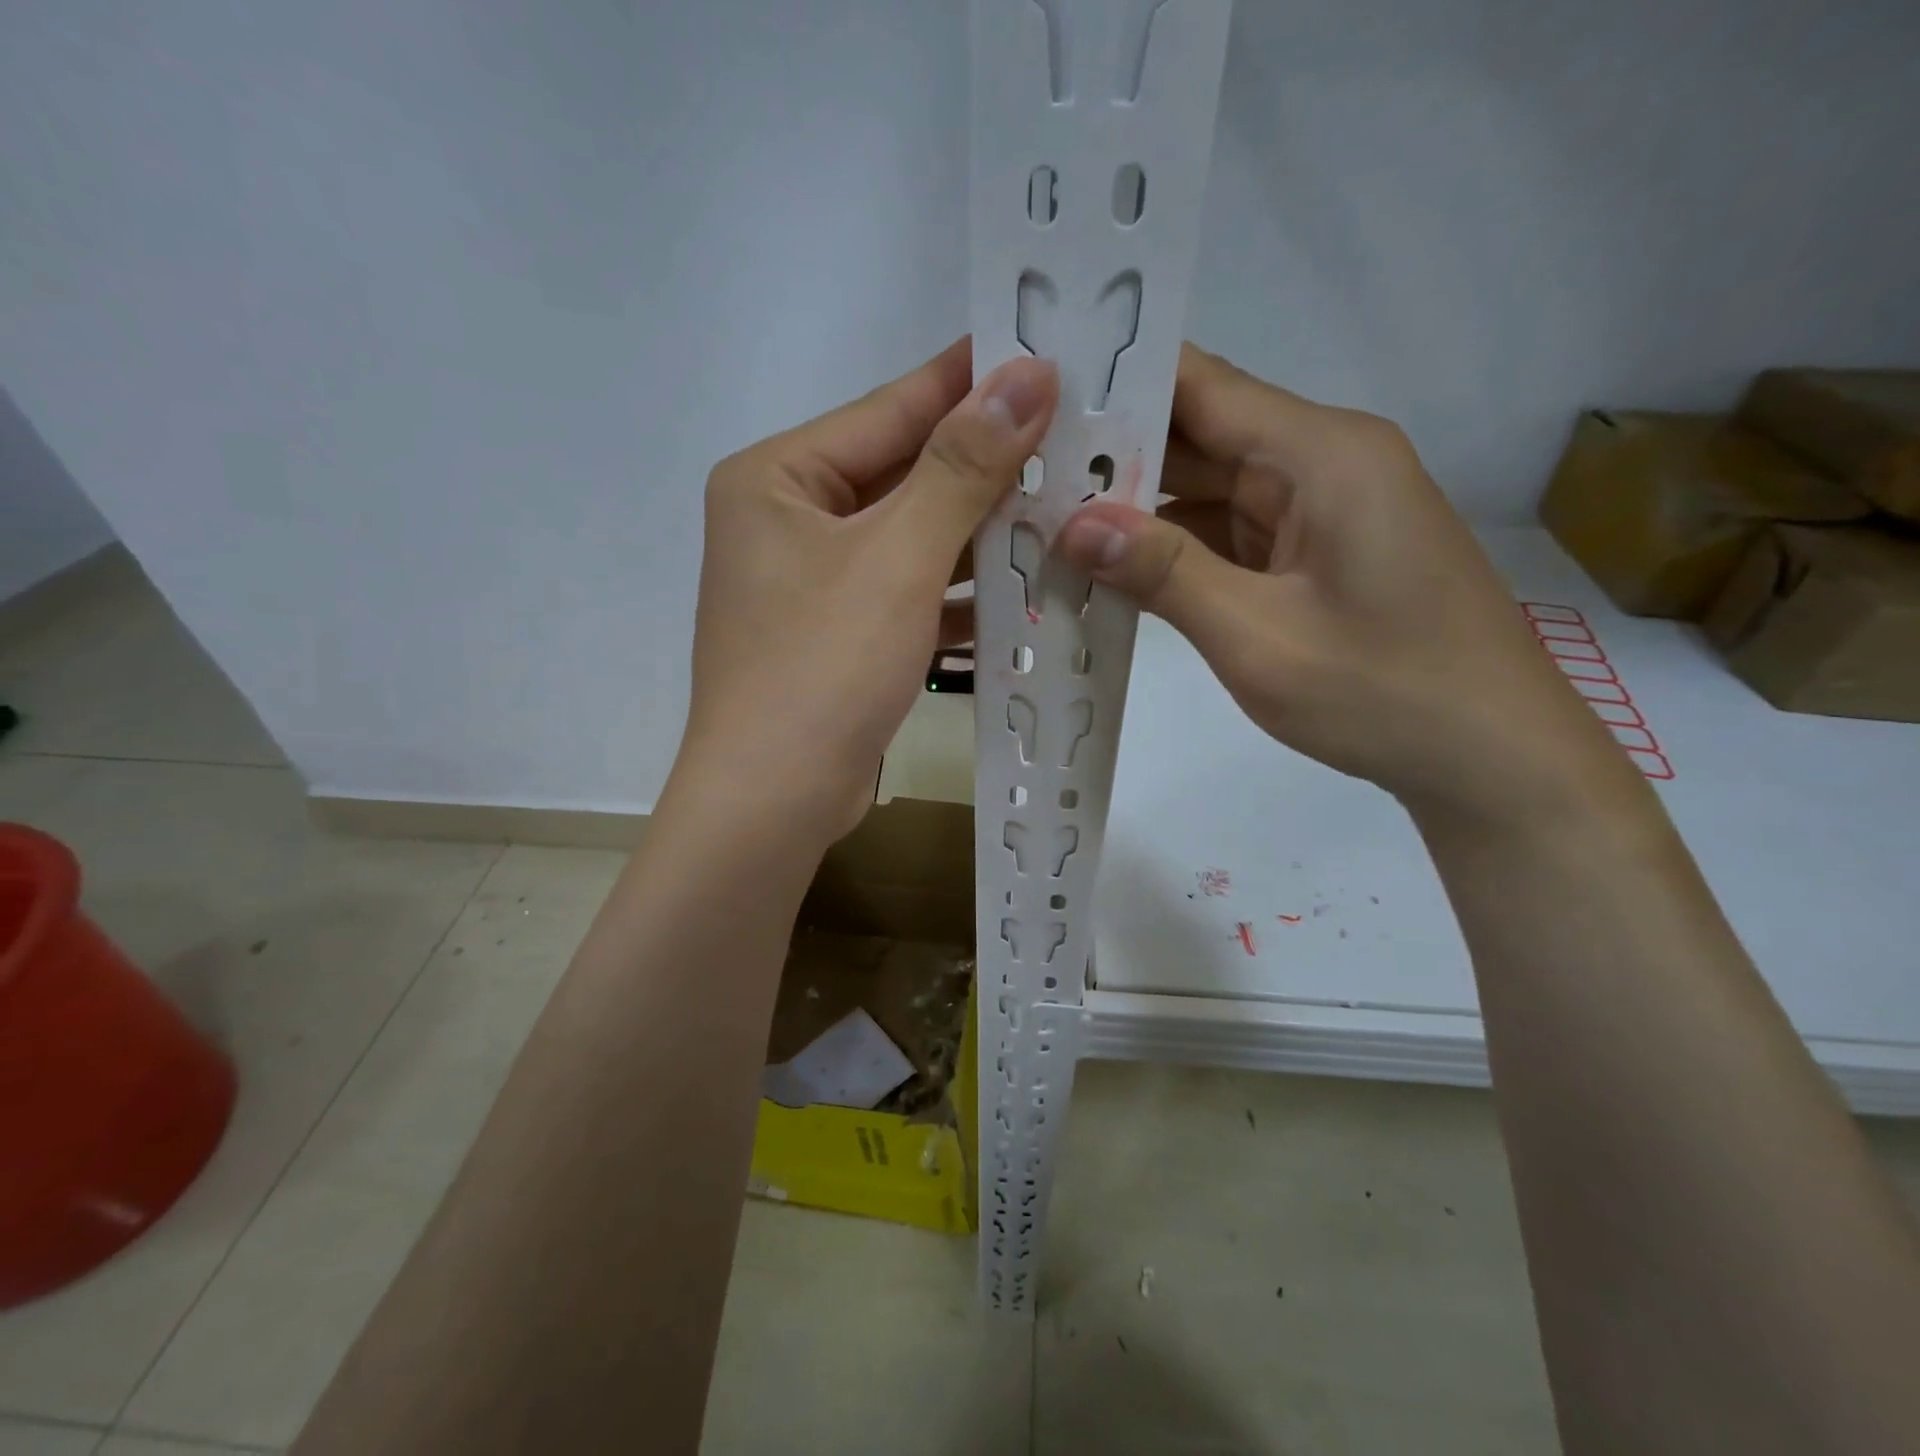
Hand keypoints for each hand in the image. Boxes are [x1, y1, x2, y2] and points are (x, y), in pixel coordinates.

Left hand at [675, 340, 1058, 843]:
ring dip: (981, 535)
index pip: (890, 409)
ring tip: (1067, 507)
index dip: (972, 381)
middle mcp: (787, 519)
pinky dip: (958, 594)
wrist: (773, 803)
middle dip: (987, 467)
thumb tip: (1026, 374)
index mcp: (778, 478)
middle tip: (1075, 436)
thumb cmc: (823, 669)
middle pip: (904, 475)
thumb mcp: (898, 558)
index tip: (1048, 352)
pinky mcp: (839, 634)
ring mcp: (812, 582)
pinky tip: (1023, 588)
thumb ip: (962, 467)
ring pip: (913, 539)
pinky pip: (908, 593)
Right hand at [1055, 344, 1627, 823]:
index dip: (1119, 381)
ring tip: (1046, 519)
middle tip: (1019, 472)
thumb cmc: (1383, 693)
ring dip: (1139, 509)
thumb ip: (1163, 572)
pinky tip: (1112, 566)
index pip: (1202, 386)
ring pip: (1209, 488)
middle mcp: (1322, 463)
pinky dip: (1175, 549)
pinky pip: (1230, 533)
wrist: (1490, 758)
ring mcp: (1320, 511)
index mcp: (1322, 454)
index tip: (1035, 392)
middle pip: (1201, 435)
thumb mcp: (1257, 636)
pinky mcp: (1315, 554)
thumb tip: (1070, 523)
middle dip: (1113, 456)